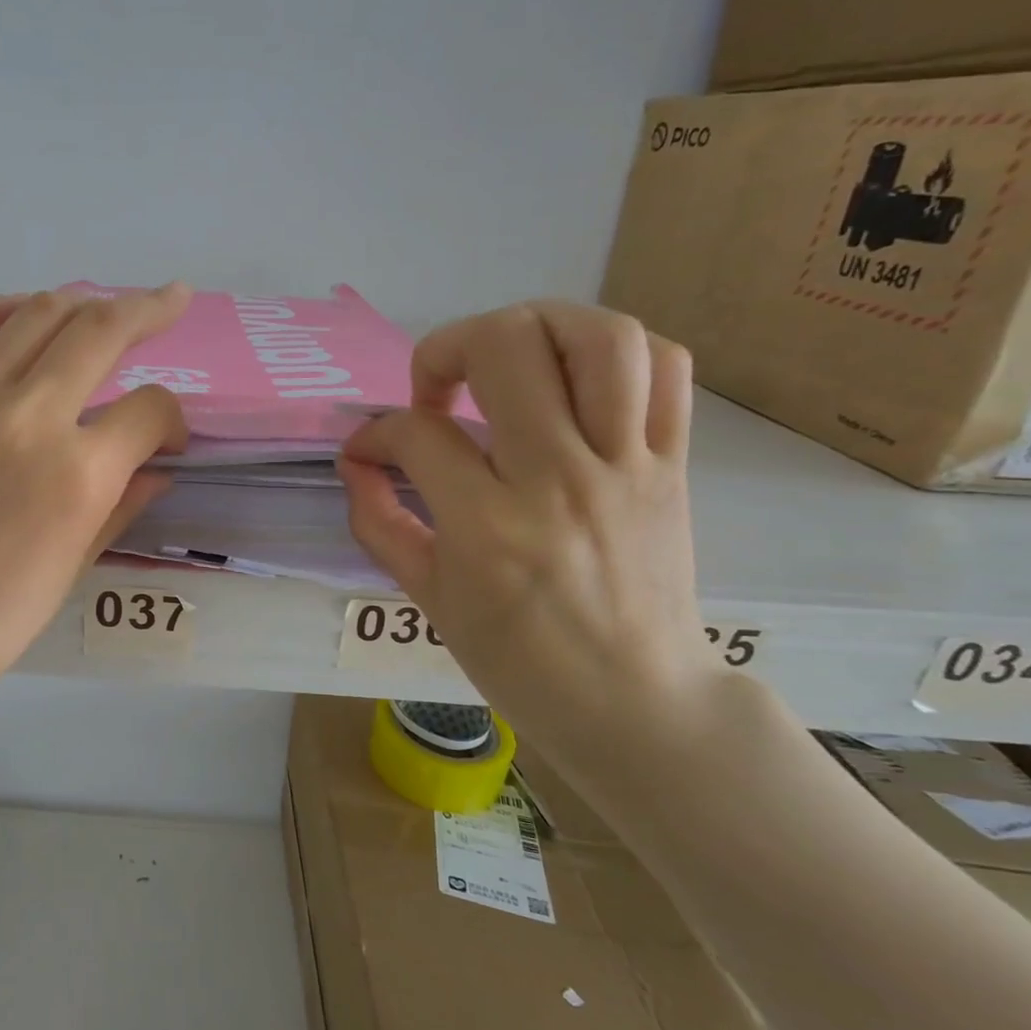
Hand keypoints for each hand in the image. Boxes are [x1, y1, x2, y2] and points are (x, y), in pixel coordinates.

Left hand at [0, 285, 190, 715]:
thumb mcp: (75, 566)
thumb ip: (122, 504)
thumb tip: (156, 467)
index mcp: (78, 475)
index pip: (148, 410)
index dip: (171, 418)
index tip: (165, 436)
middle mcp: (26, 419)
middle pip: (101, 332)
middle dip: (148, 311)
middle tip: (170, 301)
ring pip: (35, 315)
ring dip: (81, 302)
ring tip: (99, 306)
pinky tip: (14, 312)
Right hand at [338, 300, 720, 763]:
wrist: (636, 703)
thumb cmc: (517, 658)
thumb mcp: (427, 596)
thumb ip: (379, 520)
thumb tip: (356, 461)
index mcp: (488, 526)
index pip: (418, 433)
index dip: (376, 431)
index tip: (369, 451)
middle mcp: (560, 479)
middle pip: (506, 346)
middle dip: (446, 348)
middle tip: (435, 392)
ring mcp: (627, 466)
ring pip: (598, 336)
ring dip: (535, 326)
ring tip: (506, 361)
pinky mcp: (674, 464)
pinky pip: (667, 368)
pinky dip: (618, 351)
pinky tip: (577, 378)